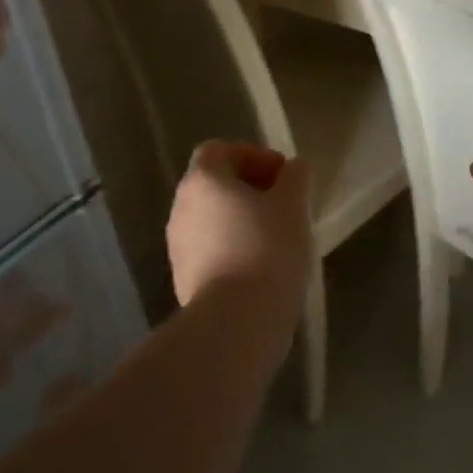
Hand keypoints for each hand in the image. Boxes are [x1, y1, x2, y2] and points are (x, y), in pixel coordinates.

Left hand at [166, 141, 312, 318]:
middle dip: (249, 188)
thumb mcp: (293, 205)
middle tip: (284, 205)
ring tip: (276, 238)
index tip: (282, 176)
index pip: (219, 149)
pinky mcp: (183, 279)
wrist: (236, 322)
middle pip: (214, 183)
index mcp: (202, 180)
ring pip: (211, 218)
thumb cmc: (267, 249)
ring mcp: (178, 246)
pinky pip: (209, 249)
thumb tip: (293, 168)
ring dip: (241, 219)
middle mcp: (181, 207)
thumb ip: (295, 177)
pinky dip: (232, 247)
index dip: (253, 154)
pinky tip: (260, 267)